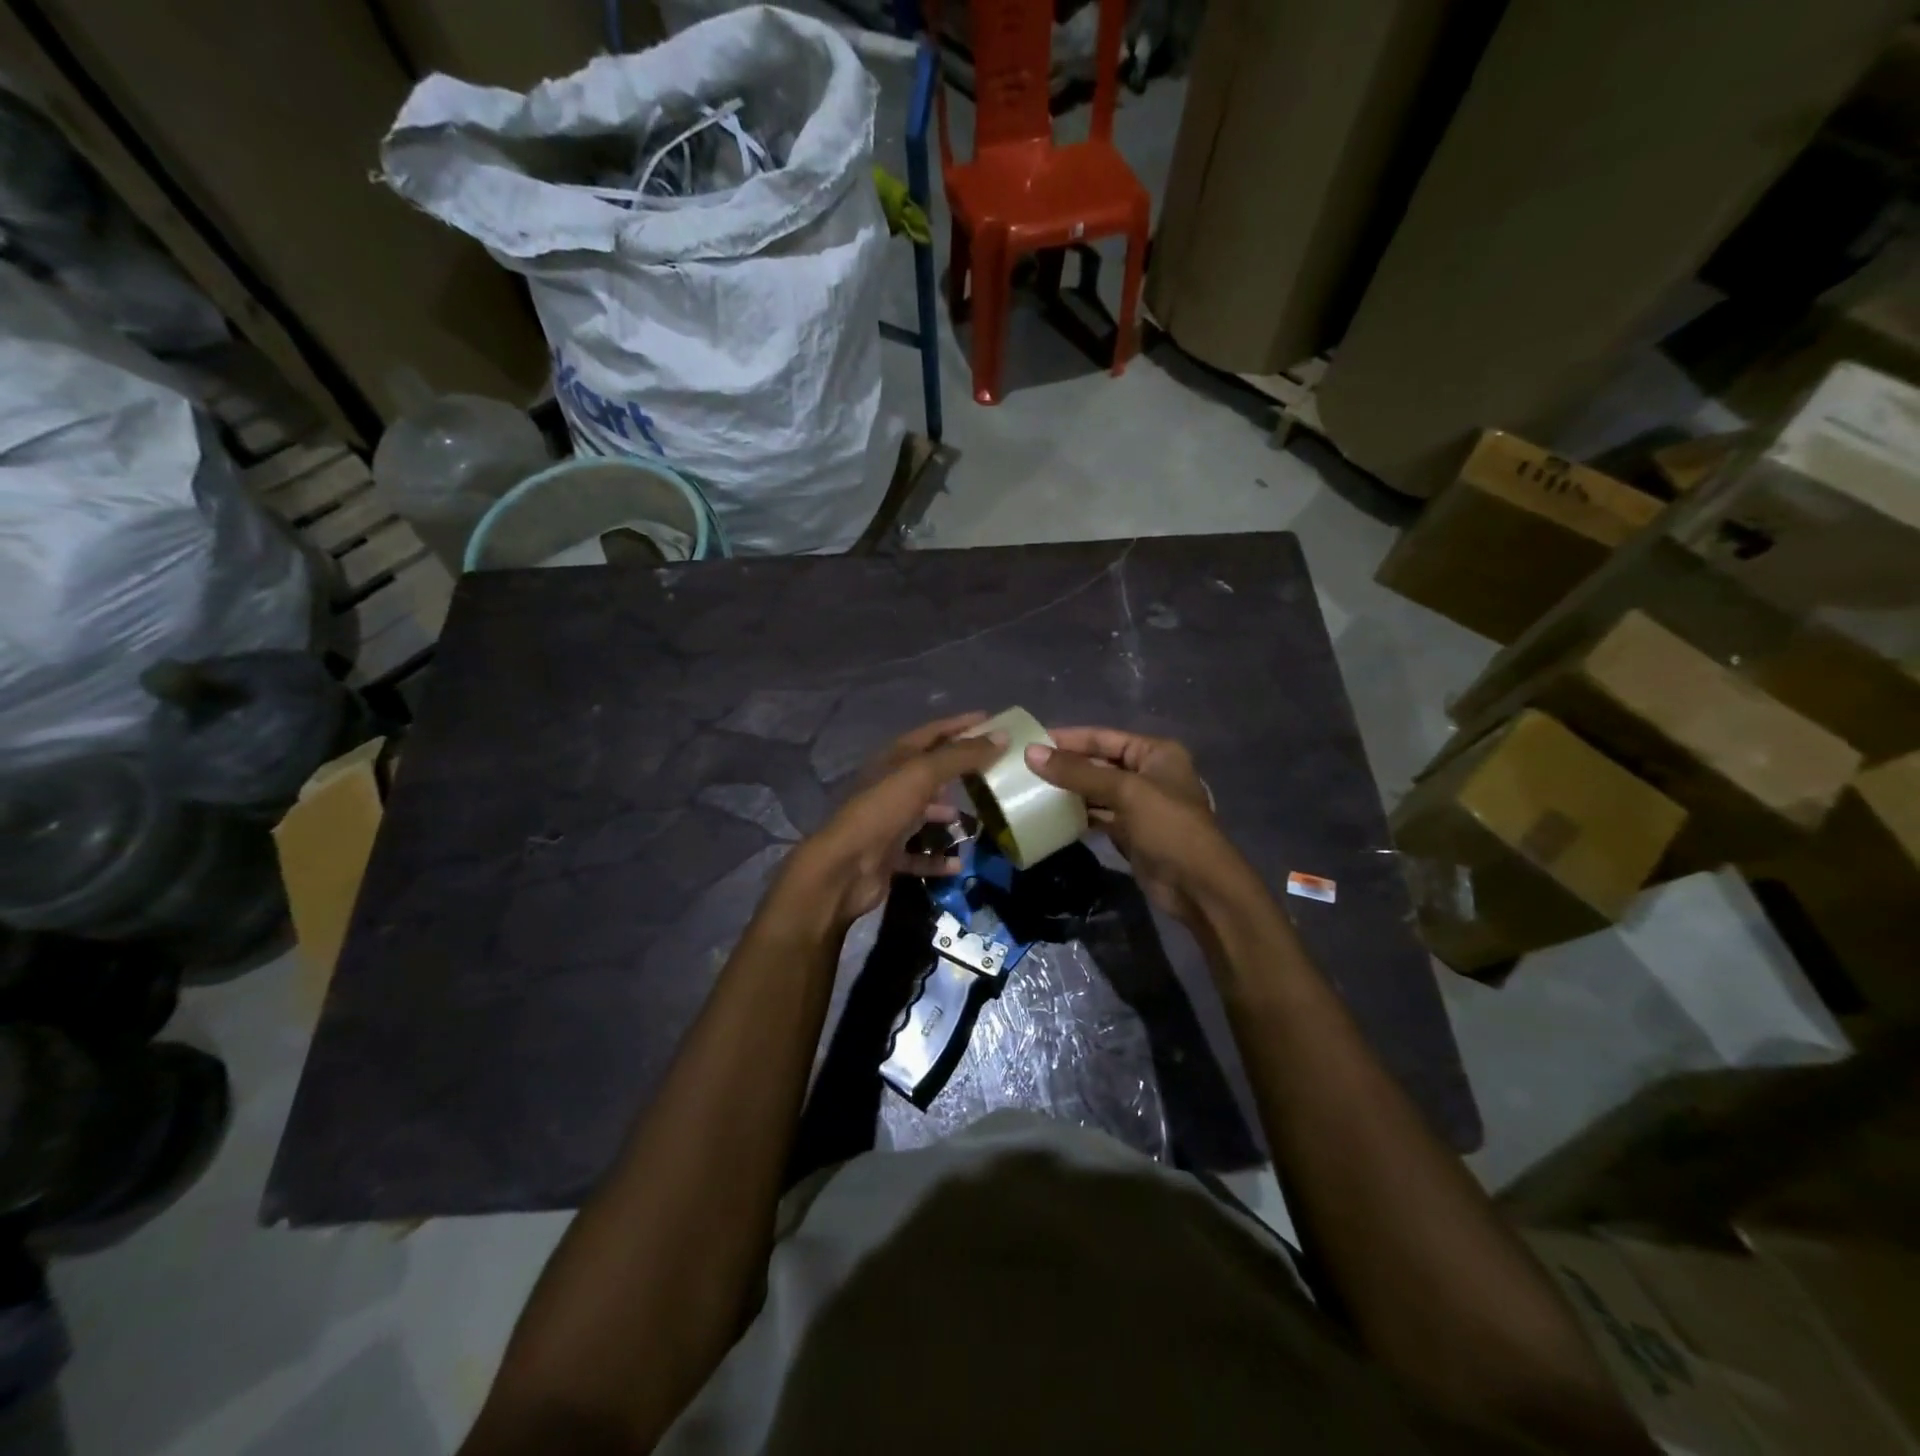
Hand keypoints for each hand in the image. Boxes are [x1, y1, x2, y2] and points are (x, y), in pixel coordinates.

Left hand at [770, 713, 1001, 934]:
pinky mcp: (888, 854)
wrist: (843, 867)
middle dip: (959, 771)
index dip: (960, 725)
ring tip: (980, 819)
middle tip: (993, 772)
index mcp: (894, 760)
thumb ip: (961, 756)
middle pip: (930, 772)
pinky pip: (919, 855)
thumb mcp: (922, 775)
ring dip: (949, 814)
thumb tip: (1001, 736)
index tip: (991, 721)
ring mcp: (888, 821)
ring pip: (925, 812)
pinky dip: (938, 857)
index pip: (932, 733)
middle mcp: (890, 786)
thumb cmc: (882, 810)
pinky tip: (960, 861)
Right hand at [1024, 727, 1244, 923]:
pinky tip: (1051, 816)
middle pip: (1099, 763)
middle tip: (1024, 767)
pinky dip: (1077, 815)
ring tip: (1030, 789)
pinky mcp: (1131, 832)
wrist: (1198, 887)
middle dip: (1065, 765)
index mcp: (1155, 753)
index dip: (1068, 738)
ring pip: (1096, 791)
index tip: (1031, 740)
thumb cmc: (1168, 827)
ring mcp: (1140, 805)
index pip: (1103, 737)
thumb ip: (1078, 773)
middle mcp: (1148, 774)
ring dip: (1068, 791)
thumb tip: (1031, 753)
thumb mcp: (1124, 792)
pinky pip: (1098, 816)